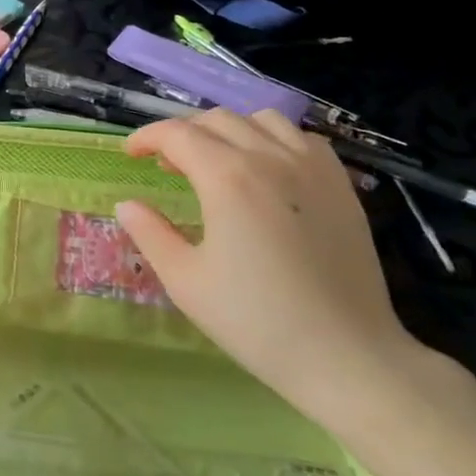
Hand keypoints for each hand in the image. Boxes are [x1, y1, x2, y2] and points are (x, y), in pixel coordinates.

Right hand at [116, 109, 423, 428]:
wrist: (347, 356)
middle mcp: (271, 158)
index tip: (131, 154)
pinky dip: (274, 139)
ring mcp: (313, 168)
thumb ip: (150, 234)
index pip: (177, 134)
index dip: (147, 137)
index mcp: (228, 178)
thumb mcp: (185, 281)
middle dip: (183, 133)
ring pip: (262, 119)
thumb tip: (127, 205)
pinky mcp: (343, 186)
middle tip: (167, 164)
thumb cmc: (257, 321)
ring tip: (217, 161)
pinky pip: (302, 138)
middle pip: (217, 120)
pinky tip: (268, 170)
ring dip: (229, 130)